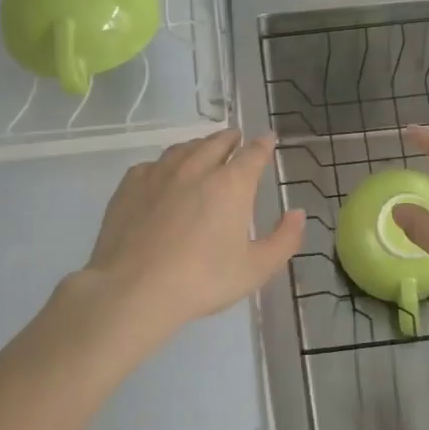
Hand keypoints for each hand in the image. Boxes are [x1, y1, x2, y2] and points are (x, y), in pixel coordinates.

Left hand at [67, 128, 303, 340]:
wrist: (133, 290)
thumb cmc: (201, 280)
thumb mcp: (255, 269)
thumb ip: (284, 239)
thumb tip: (298, 213)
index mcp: (231, 184)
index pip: (253, 153)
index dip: (263, 144)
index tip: (268, 139)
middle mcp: (197, 168)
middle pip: (217, 142)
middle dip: (231, 139)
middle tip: (236, 140)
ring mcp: (160, 173)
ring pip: (184, 148)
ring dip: (199, 146)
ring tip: (203, 151)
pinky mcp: (130, 185)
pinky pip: (153, 164)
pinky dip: (166, 164)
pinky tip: (164, 175)